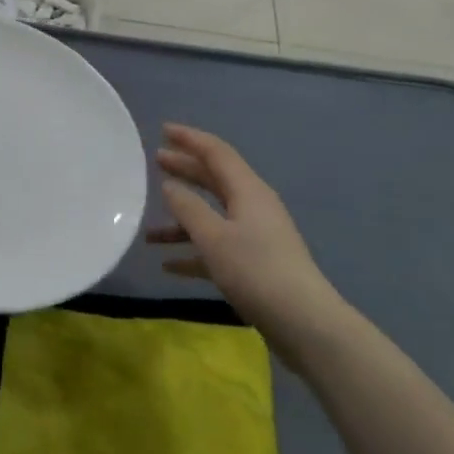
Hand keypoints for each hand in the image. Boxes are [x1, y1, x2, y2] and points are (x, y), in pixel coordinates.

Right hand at [149, 123, 342, 368]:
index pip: (216, 152)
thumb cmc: (256, 271)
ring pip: (213, 216)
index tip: (163, 130)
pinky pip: (218, 248)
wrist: (304, 323)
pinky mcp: (255, 264)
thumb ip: (188, 208)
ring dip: (183, 220)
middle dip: (185, 170)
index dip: (189, 139)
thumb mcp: (214, 237)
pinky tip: (169, 265)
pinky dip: (194, 251)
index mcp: (247, 190)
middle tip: (155, 161)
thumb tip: (170, 185)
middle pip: (214, 179)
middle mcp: (253, 206)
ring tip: (149, 230)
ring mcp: (256, 236)